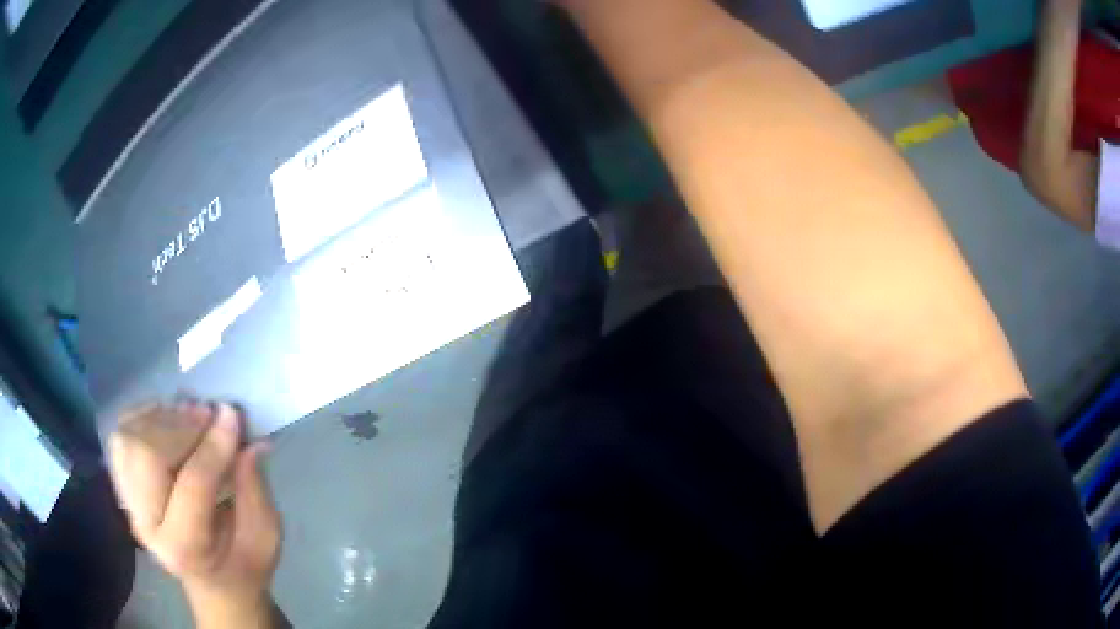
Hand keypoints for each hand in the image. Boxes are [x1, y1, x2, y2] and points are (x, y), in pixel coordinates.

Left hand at [109, 402, 281, 627]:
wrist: (212, 581)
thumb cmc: (243, 563)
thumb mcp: (264, 538)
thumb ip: (255, 491)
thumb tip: (250, 442)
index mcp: (185, 550)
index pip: (192, 486)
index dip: (213, 446)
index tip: (233, 414)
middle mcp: (146, 525)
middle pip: (146, 455)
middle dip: (179, 426)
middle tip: (208, 413)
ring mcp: (129, 503)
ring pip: (129, 438)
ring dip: (161, 418)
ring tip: (190, 415)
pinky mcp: (122, 485)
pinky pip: (122, 435)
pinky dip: (143, 418)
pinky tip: (169, 421)